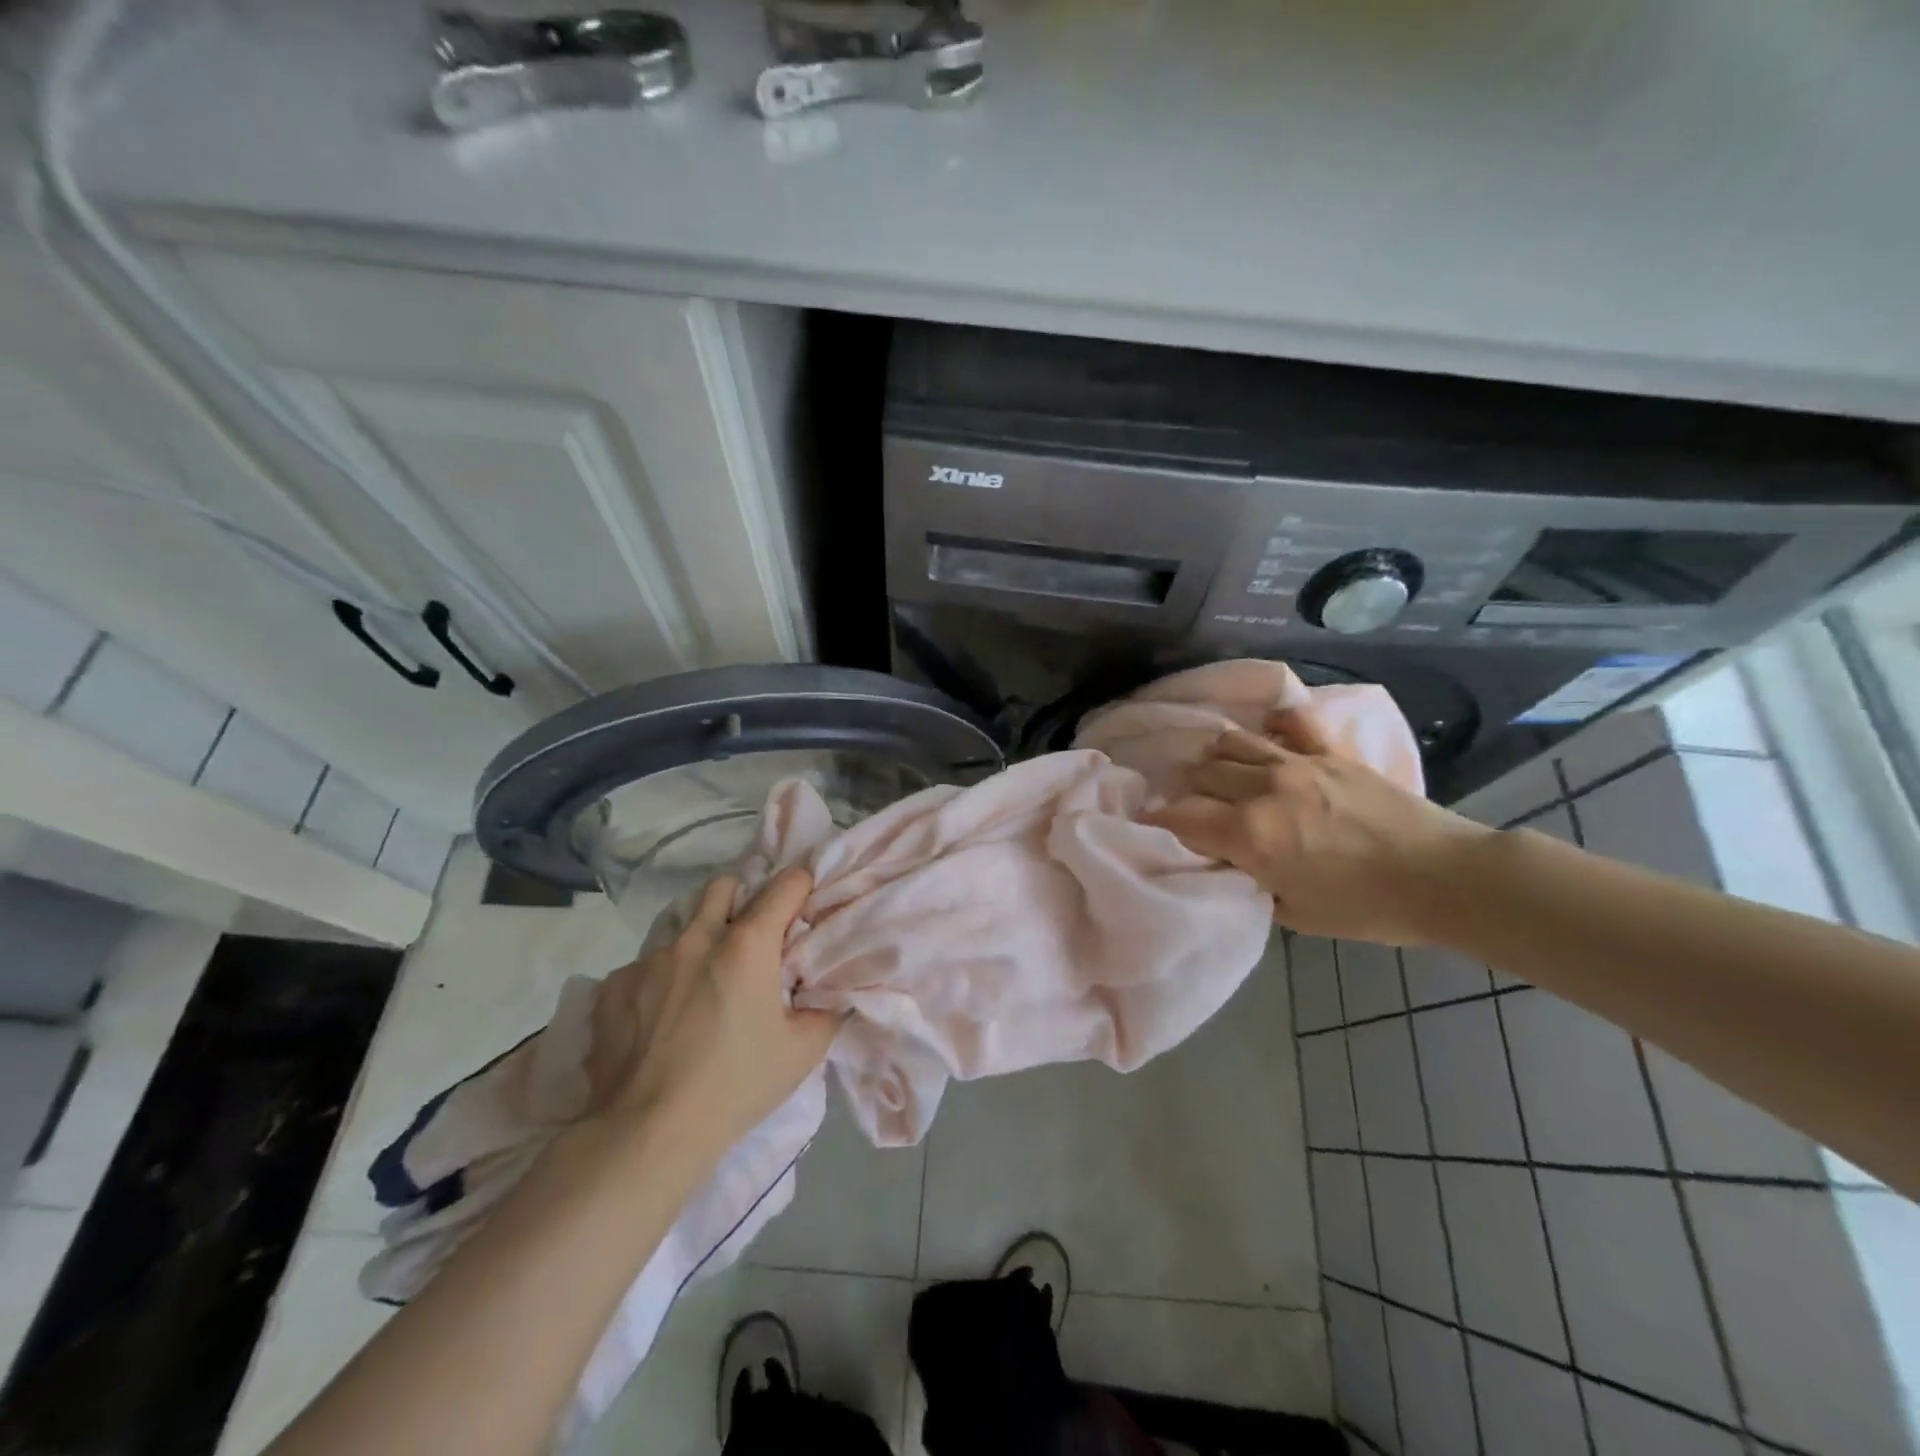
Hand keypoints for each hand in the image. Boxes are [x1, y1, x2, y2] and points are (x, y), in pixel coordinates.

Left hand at [584, 866, 839, 1157]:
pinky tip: (660, 1020)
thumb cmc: (736, 1086)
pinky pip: (645, 966)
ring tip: (701, 986)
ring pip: (682, 927)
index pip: (786, 884)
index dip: (801, 888)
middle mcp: (697, 937)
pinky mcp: (613, 986)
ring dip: (700, 942)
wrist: (647, 1134)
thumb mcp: (802, 1051)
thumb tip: (835, 990)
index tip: (803, 906)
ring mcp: (649, 959)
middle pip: (724, 886)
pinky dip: (660, 981)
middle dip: (742, 899)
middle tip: (751, 938)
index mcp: (748, 944)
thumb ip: (826, 1010)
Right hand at [1147, 708, 1493, 944]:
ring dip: (1217, 759)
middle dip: (1188, 791)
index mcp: (1249, 835)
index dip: (1158, 820)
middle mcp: (1262, 790)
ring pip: (1232, 742)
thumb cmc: (1367, 908)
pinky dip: (1272, 723)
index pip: (1180, 817)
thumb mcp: (1294, 913)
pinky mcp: (1329, 752)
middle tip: (1194, 807)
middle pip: (1201, 774)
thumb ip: (1251, 879)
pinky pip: (1290, 722)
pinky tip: (1267, 733)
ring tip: (1221, 774)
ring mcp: (1297, 763)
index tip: (1151, 824)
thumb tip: (1230, 859)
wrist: (1442, 878)